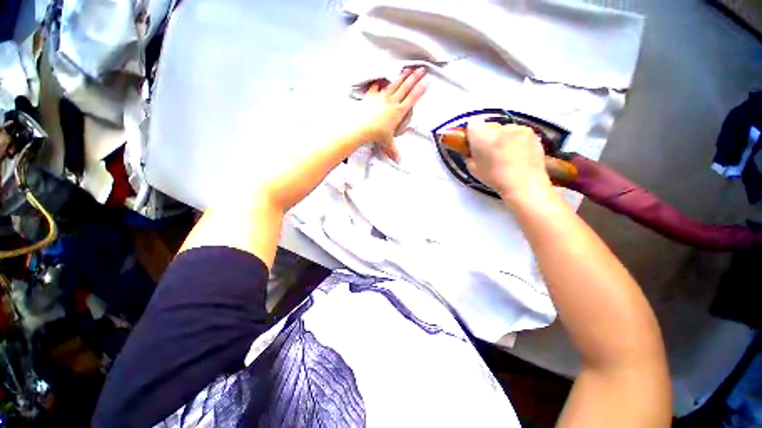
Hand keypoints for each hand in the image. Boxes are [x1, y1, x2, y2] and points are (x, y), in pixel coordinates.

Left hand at [357, 67, 427, 161]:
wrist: (361, 127)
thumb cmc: (375, 134)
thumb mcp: (387, 143)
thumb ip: (394, 151)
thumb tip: (399, 161)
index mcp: (398, 112)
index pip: (412, 98)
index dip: (420, 90)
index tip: (426, 81)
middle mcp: (391, 102)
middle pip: (405, 88)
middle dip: (415, 78)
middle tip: (421, 70)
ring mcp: (381, 98)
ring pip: (394, 85)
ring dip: (401, 77)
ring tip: (407, 70)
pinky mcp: (371, 97)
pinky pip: (376, 88)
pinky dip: (379, 84)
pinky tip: (380, 81)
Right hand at [465, 120, 551, 204]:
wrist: (524, 184)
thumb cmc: (494, 178)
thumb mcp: (473, 169)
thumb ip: (469, 155)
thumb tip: (469, 150)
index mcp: (482, 137)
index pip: (473, 123)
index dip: (472, 132)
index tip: (474, 143)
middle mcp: (499, 128)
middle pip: (489, 125)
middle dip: (487, 134)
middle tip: (489, 149)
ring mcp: (517, 128)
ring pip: (504, 128)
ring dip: (502, 136)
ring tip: (506, 152)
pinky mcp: (531, 132)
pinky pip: (518, 131)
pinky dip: (516, 139)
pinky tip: (518, 152)